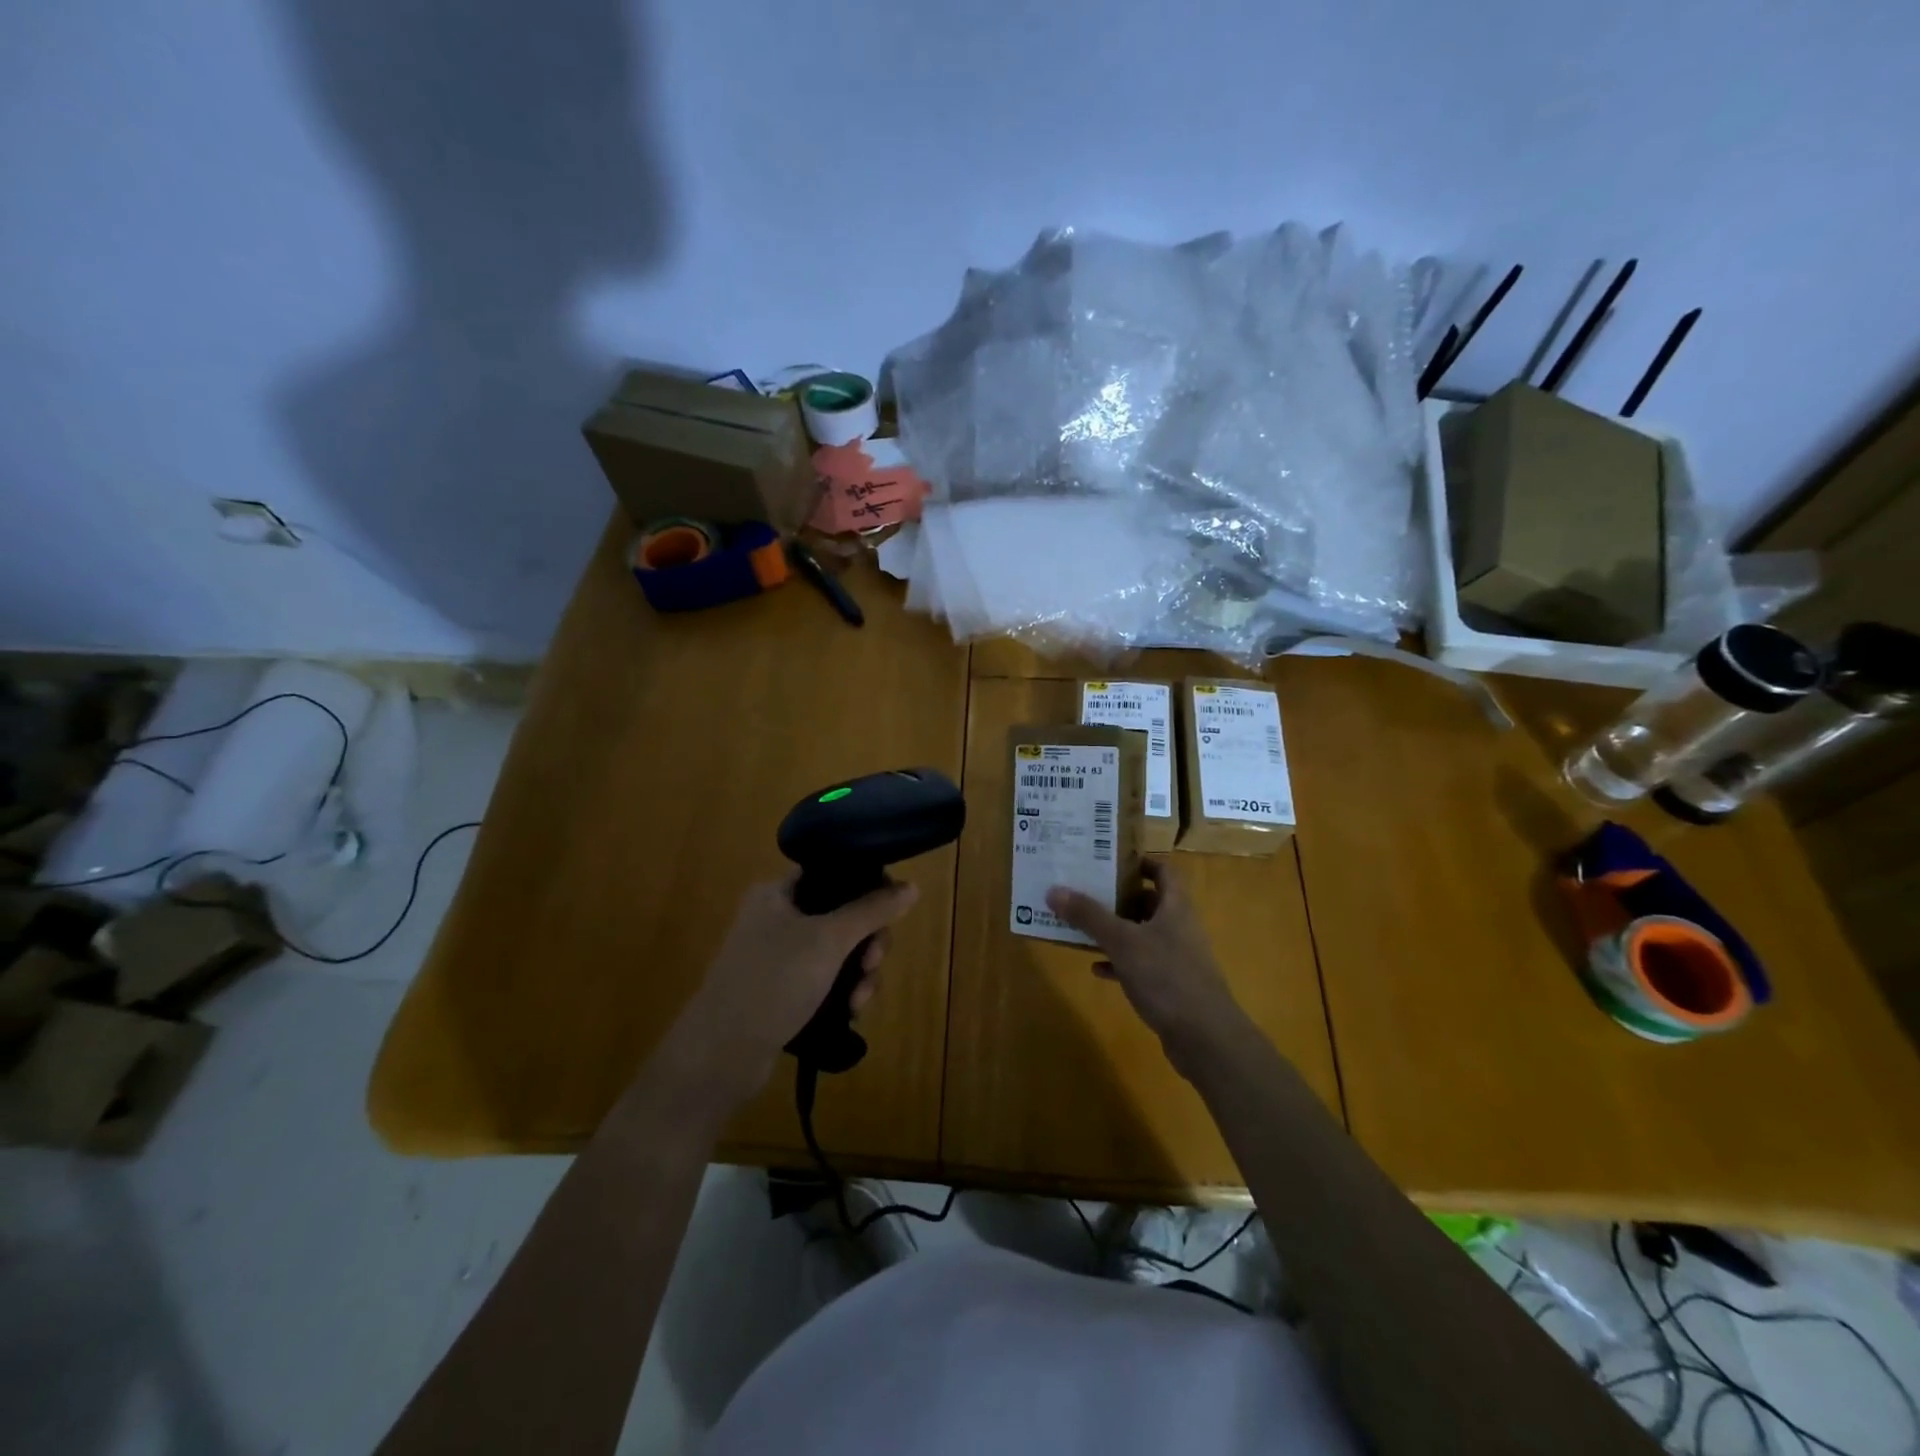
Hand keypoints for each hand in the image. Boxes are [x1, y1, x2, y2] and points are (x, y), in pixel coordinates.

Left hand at [666, 873, 918, 1105]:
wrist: (721, 1054)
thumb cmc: (774, 981)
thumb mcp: (830, 940)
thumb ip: (872, 910)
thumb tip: (912, 886)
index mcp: (777, 892)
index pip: (834, 873)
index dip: (868, 888)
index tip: (889, 913)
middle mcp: (776, 917)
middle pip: (842, 914)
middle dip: (867, 941)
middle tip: (874, 963)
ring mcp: (777, 956)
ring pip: (838, 951)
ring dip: (859, 972)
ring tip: (860, 1000)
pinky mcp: (781, 990)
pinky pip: (825, 979)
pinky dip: (842, 991)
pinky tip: (850, 1012)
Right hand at [1046, 859, 1247, 1076]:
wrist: (1205, 1038)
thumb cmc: (1166, 977)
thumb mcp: (1122, 942)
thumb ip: (1089, 916)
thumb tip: (1054, 890)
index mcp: (1176, 907)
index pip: (1163, 871)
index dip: (1139, 862)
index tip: (1108, 861)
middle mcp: (1180, 926)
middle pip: (1149, 902)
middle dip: (1118, 897)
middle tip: (1085, 891)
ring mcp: (1177, 958)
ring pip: (1143, 934)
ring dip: (1115, 930)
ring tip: (1082, 926)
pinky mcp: (1172, 986)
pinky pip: (1141, 965)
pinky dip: (1120, 963)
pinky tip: (1096, 969)